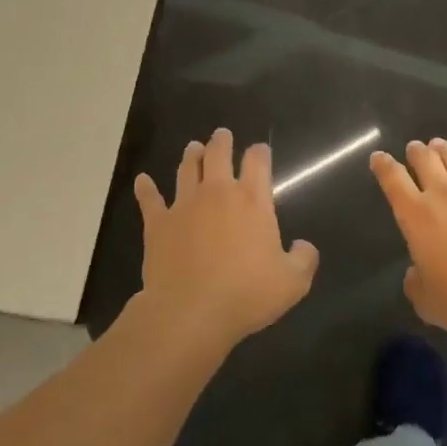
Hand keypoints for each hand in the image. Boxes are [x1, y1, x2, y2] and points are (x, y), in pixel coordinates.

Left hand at [134, 127, 318, 351]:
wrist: (190, 311)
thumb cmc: (246, 294)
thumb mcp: (292, 283)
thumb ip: (304, 259)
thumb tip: (303, 246)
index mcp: (252, 201)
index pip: (258, 163)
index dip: (260, 153)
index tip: (260, 150)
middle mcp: (217, 194)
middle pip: (218, 155)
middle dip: (221, 142)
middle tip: (222, 134)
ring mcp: (184, 205)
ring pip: (187, 169)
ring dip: (192, 156)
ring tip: (194, 147)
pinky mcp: (158, 224)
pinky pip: (150, 200)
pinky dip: (146, 189)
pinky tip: (142, 181)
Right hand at [370, 138, 446, 339]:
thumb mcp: (428, 303)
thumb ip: (416, 284)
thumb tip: (415, 273)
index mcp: (416, 217)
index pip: (393, 182)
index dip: (384, 166)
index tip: (378, 157)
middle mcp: (444, 196)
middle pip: (426, 162)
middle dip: (417, 152)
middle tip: (414, 147)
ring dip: (446, 151)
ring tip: (439, 144)